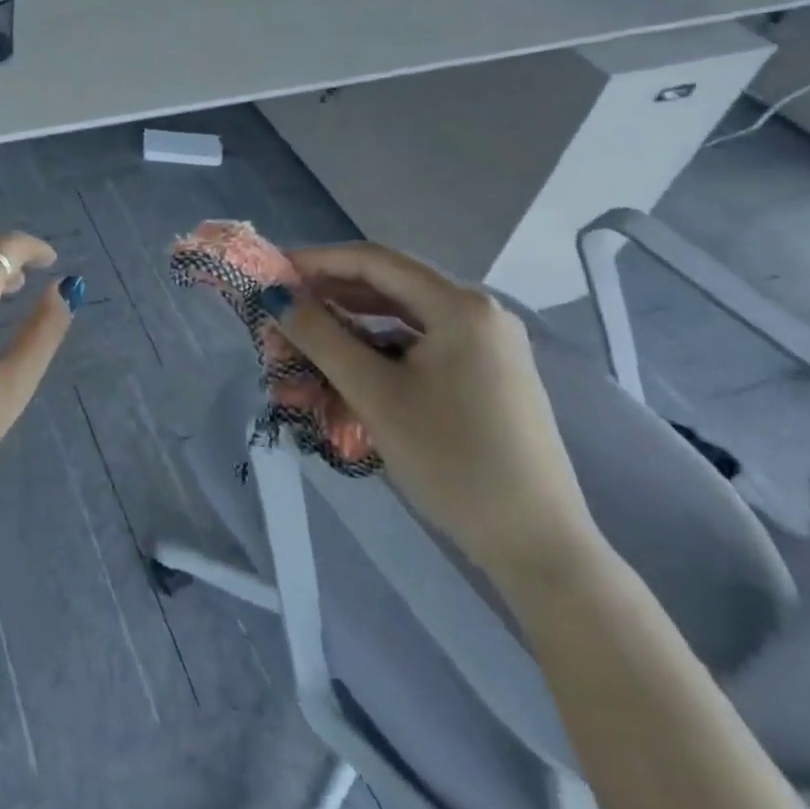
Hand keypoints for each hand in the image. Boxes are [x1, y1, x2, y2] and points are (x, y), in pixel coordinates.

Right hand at [269, 244, 600, 587]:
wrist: (538, 548)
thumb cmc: (452, 460)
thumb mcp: (374, 393)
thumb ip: (319, 336)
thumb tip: (275, 296)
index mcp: (459, 306)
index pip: (373, 260)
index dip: (316, 260)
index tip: (271, 273)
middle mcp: (478, 312)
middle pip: (387, 286)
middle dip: (328, 298)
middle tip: (282, 313)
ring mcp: (487, 345)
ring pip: (401, 317)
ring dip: (349, 326)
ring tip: (305, 342)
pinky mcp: (487, 374)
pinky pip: (420, 344)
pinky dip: (378, 349)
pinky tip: (347, 367)